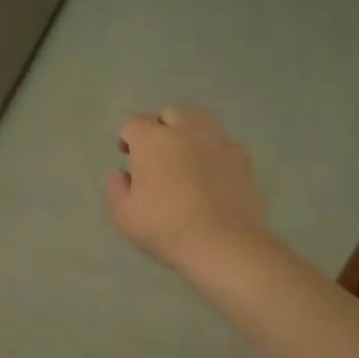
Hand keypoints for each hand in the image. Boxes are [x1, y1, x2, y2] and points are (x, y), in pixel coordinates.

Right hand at [107, 107, 269, 276]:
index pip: (133, 123)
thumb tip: (121, 173)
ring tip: (186, 159)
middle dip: (159, 128)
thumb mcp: (124, 215)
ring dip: (188, 134)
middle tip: (156, 154)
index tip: (126, 154)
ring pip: (200, 122)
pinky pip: (222, 143)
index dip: (127, 137)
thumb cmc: (165, 227)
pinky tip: (212, 175)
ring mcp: (218, 140)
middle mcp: (186, 130)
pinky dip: (213, 151)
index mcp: (152, 139)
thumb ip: (116, 188)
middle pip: (169, 114)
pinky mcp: (243, 157)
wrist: (223, 243)